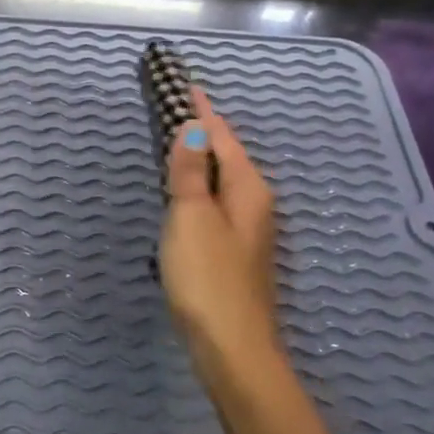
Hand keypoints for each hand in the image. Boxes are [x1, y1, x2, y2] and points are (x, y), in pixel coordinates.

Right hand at [160, 85, 279, 363]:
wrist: (231, 347)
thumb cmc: (208, 276)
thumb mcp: (191, 216)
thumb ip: (189, 170)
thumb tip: (194, 126)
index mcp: (248, 189)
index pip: (223, 137)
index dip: (204, 112)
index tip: (187, 86)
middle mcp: (255, 205)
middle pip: (227, 157)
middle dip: (205, 131)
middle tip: (178, 108)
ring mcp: (247, 232)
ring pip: (222, 181)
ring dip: (201, 160)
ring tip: (178, 142)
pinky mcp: (235, 253)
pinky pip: (216, 203)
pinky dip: (200, 187)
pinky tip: (185, 194)